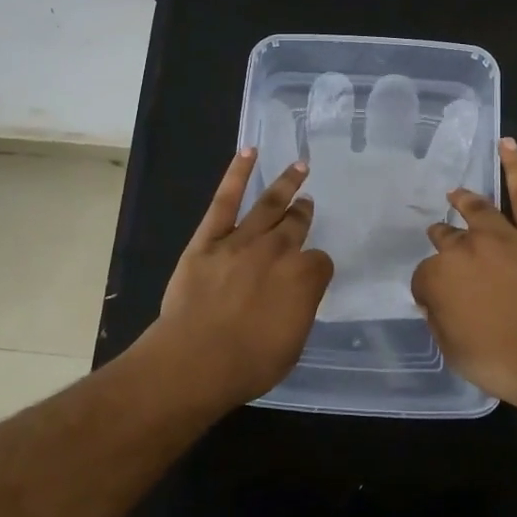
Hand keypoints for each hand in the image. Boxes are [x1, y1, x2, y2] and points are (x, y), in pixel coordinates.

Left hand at [147, 147, 334, 409]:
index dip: (316, 268)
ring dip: (286, 184)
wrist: (195, 360)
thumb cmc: (248, 363)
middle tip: (307, 203)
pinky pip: (225, 200)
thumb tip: (297, 295)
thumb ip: (299, 310)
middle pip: (296, 225)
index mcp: (304, 278)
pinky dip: (238, 174)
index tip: (311, 274)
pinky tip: (250, 152)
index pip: (321, 262)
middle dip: (303, 214)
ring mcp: (242, 240)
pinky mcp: (209, 238)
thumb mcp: (292, 344)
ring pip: (269, 205)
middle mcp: (278, 251)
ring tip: (299, 167)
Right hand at [410, 139, 516, 417]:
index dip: (430, 289)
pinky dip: (516, 167)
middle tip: (441, 241)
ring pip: (478, 210)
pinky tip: (507, 145)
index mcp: (439, 277)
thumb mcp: (452, 350)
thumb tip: (436, 299)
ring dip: (465, 201)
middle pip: (447, 239)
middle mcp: (466, 248)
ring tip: (457, 195)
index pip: (424, 276)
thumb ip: (439, 318)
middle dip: (442, 241)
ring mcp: (504, 236)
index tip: (437, 300)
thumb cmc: (502, 363)